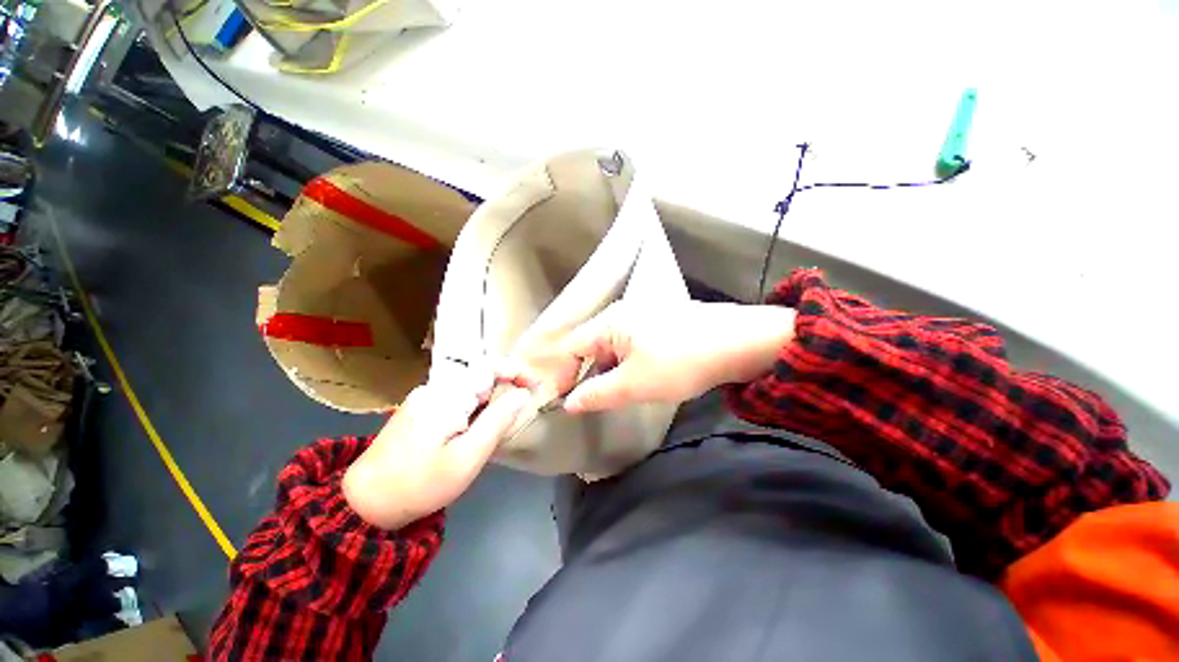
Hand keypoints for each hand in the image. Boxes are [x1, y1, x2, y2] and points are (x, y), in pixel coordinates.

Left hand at [343, 381, 531, 529]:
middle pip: (479, 379)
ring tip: (487, 436)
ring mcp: (423, 397)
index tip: (535, 387)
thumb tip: (522, 394)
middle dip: (501, 394)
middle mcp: (434, 388)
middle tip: (512, 422)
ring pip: (468, 391)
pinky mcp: (417, 409)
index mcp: (447, 395)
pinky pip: (454, 400)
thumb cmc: (422, 483)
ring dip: (486, 405)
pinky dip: (470, 412)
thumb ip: (498, 420)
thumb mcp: (468, 456)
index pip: (490, 368)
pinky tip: (466, 436)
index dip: (516, 373)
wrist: (365, 503)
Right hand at [513, 301, 795, 413]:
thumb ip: (597, 394)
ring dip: (611, 371)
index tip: (565, 400)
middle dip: (589, 374)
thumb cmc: (679, 362)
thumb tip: (569, 403)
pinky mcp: (661, 324)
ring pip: (614, 346)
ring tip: (619, 393)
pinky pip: (633, 344)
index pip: (572, 346)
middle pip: (592, 345)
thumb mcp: (634, 384)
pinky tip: (642, 378)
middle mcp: (623, 313)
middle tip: (594, 401)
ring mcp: (644, 316)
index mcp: (610, 322)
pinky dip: (629, 363)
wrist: (738, 343)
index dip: (565, 373)